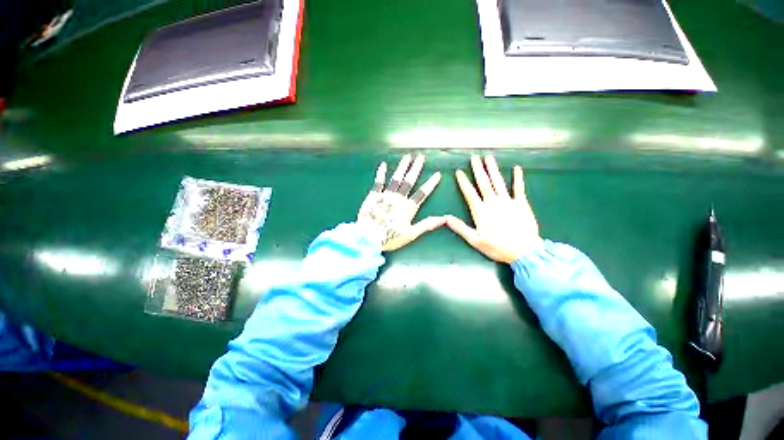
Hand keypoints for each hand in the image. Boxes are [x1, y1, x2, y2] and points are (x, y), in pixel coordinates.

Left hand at [358, 154, 443, 250]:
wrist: (367, 238)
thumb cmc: (391, 238)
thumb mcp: (411, 234)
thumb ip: (427, 224)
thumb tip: (444, 218)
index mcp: (408, 208)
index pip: (422, 193)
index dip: (431, 184)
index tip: (437, 174)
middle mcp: (398, 198)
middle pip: (409, 181)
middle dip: (416, 169)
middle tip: (421, 157)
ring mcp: (385, 195)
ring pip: (396, 178)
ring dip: (402, 167)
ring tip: (407, 157)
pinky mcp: (373, 195)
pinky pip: (378, 182)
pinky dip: (381, 173)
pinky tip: (383, 164)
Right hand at [446, 155, 539, 262]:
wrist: (524, 251)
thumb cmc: (498, 247)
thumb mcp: (475, 240)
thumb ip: (460, 228)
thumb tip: (446, 218)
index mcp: (481, 211)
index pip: (469, 193)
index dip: (463, 182)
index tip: (459, 171)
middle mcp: (493, 202)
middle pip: (484, 183)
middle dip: (478, 169)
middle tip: (474, 157)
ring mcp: (508, 201)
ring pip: (498, 182)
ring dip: (493, 169)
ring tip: (489, 157)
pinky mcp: (522, 203)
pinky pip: (519, 188)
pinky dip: (518, 178)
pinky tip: (516, 168)